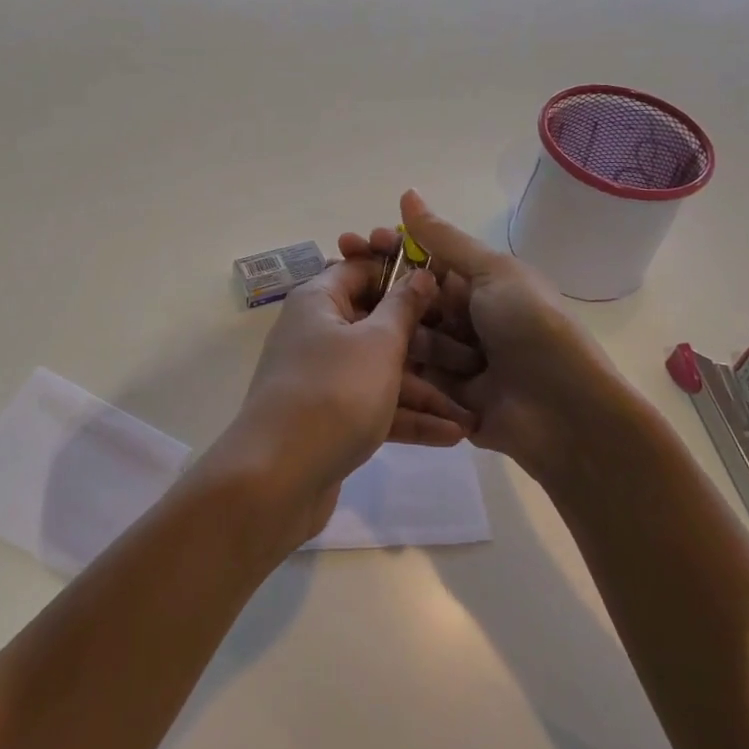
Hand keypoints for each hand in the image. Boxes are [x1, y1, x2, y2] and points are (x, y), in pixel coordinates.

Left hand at [203, 256, 476, 547]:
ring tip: (472, 410)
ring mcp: (323, 376)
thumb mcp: (377, 344)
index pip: (362, 269)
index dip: (403, 273)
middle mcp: (317, 331)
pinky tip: (453, 436)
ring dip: (425, 389)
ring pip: (381, 370)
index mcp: (320, 301)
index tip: (447, 285)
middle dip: (426, 340)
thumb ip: (403, 307)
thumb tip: (420, 273)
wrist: (276, 478)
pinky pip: (374, 405)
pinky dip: (408, 417)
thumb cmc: (333, 393)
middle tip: (472, 353)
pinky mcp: (330, 417)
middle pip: (377, 323)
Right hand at [338, 191, 632, 487]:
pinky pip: (408, 373)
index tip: (358, 240)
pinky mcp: (442, 395)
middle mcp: (463, 316)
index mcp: (478, 283)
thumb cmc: (532, 328)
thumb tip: (408, 192)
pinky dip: (395, 364)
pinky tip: (367, 354)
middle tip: (341, 272)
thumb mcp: (492, 272)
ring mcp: (452, 357)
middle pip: (408, 295)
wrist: (565, 412)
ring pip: (403, 332)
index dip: (390, 248)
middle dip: (379, 285)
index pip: (423, 258)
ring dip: (395, 327)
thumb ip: (443, 239)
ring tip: (381, 329)